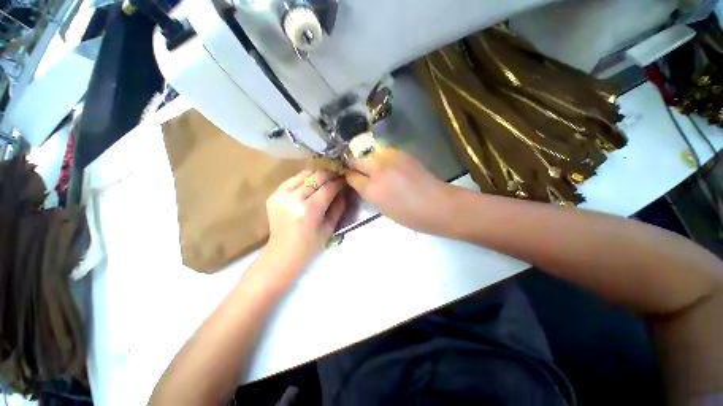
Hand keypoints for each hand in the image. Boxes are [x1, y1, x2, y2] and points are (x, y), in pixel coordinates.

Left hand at [264, 170, 345, 270]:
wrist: (282, 253)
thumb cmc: (310, 246)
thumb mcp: (330, 228)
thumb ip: (339, 207)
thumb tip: (344, 190)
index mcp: (310, 210)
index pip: (328, 188)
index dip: (339, 182)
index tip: (346, 180)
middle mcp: (294, 199)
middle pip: (316, 177)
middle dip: (330, 175)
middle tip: (338, 177)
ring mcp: (281, 195)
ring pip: (305, 174)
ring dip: (318, 174)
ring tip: (326, 178)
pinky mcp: (273, 194)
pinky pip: (293, 179)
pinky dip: (304, 178)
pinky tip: (311, 183)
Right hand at [345, 148, 455, 233]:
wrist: (437, 205)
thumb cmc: (409, 215)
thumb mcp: (381, 208)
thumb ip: (368, 193)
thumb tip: (361, 182)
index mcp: (371, 190)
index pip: (351, 176)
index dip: (349, 176)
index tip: (350, 176)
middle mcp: (377, 171)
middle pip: (355, 159)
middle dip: (353, 163)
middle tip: (357, 168)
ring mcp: (390, 159)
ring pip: (368, 152)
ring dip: (366, 158)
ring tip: (371, 165)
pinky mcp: (402, 153)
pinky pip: (383, 151)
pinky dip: (380, 156)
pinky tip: (386, 163)